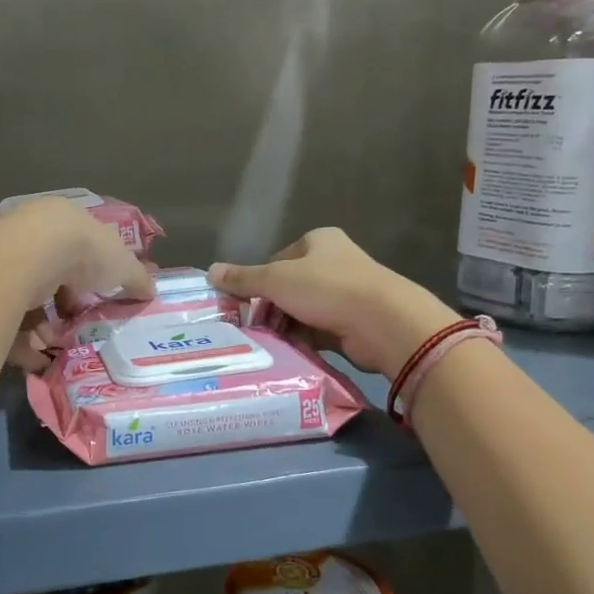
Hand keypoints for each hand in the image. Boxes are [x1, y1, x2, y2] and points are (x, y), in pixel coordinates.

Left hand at [0, 199, 152, 368]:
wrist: (28, 255)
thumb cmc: (84, 252)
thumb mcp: (123, 264)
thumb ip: (138, 278)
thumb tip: (151, 291)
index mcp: (65, 222)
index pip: (79, 250)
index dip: (91, 278)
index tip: (97, 301)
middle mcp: (33, 236)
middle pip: (51, 277)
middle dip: (65, 307)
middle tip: (76, 328)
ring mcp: (7, 259)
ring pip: (28, 300)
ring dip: (44, 328)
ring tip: (55, 346)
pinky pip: (6, 320)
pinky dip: (21, 342)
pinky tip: (36, 358)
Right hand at [209, 228, 458, 379]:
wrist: (382, 322)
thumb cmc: (327, 289)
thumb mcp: (276, 280)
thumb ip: (243, 279)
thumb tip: (210, 271)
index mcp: (320, 241)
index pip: (279, 258)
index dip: (260, 279)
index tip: (246, 301)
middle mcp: (336, 263)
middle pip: (291, 286)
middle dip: (272, 306)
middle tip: (252, 325)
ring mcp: (348, 294)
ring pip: (304, 310)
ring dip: (286, 325)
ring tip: (266, 342)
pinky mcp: (355, 323)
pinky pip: (319, 331)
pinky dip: (304, 340)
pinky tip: (288, 352)